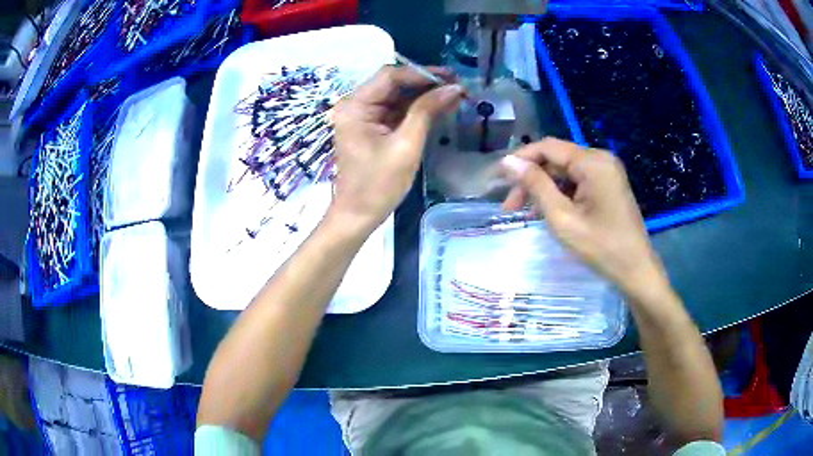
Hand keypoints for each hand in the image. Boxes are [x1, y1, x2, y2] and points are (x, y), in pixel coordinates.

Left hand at [329, 66, 464, 233]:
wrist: (358, 215)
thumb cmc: (379, 185)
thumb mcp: (406, 146)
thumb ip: (427, 111)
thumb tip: (454, 88)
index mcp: (355, 106)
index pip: (390, 76)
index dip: (422, 73)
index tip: (451, 77)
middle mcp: (355, 105)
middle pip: (393, 83)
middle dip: (425, 83)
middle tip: (457, 85)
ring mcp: (362, 116)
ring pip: (397, 96)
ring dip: (424, 95)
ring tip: (454, 95)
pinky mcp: (370, 127)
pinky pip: (395, 111)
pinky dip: (416, 109)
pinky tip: (440, 107)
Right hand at [501, 138, 668, 298]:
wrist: (635, 270)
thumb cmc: (600, 247)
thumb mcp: (562, 217)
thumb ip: (535, 185)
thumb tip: (508, 161)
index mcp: (592, 161)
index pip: (547, 147)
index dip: (520, 159)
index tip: (499, 179)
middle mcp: (600, 159)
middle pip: (556, 159)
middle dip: (531, 179)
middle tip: (509, 206)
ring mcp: (606, 172)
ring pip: (565, 171)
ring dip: (544, 188)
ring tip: (525, 213)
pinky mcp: (608, 185)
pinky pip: (577, 181)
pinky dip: (560, 194)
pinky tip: (546, 211)